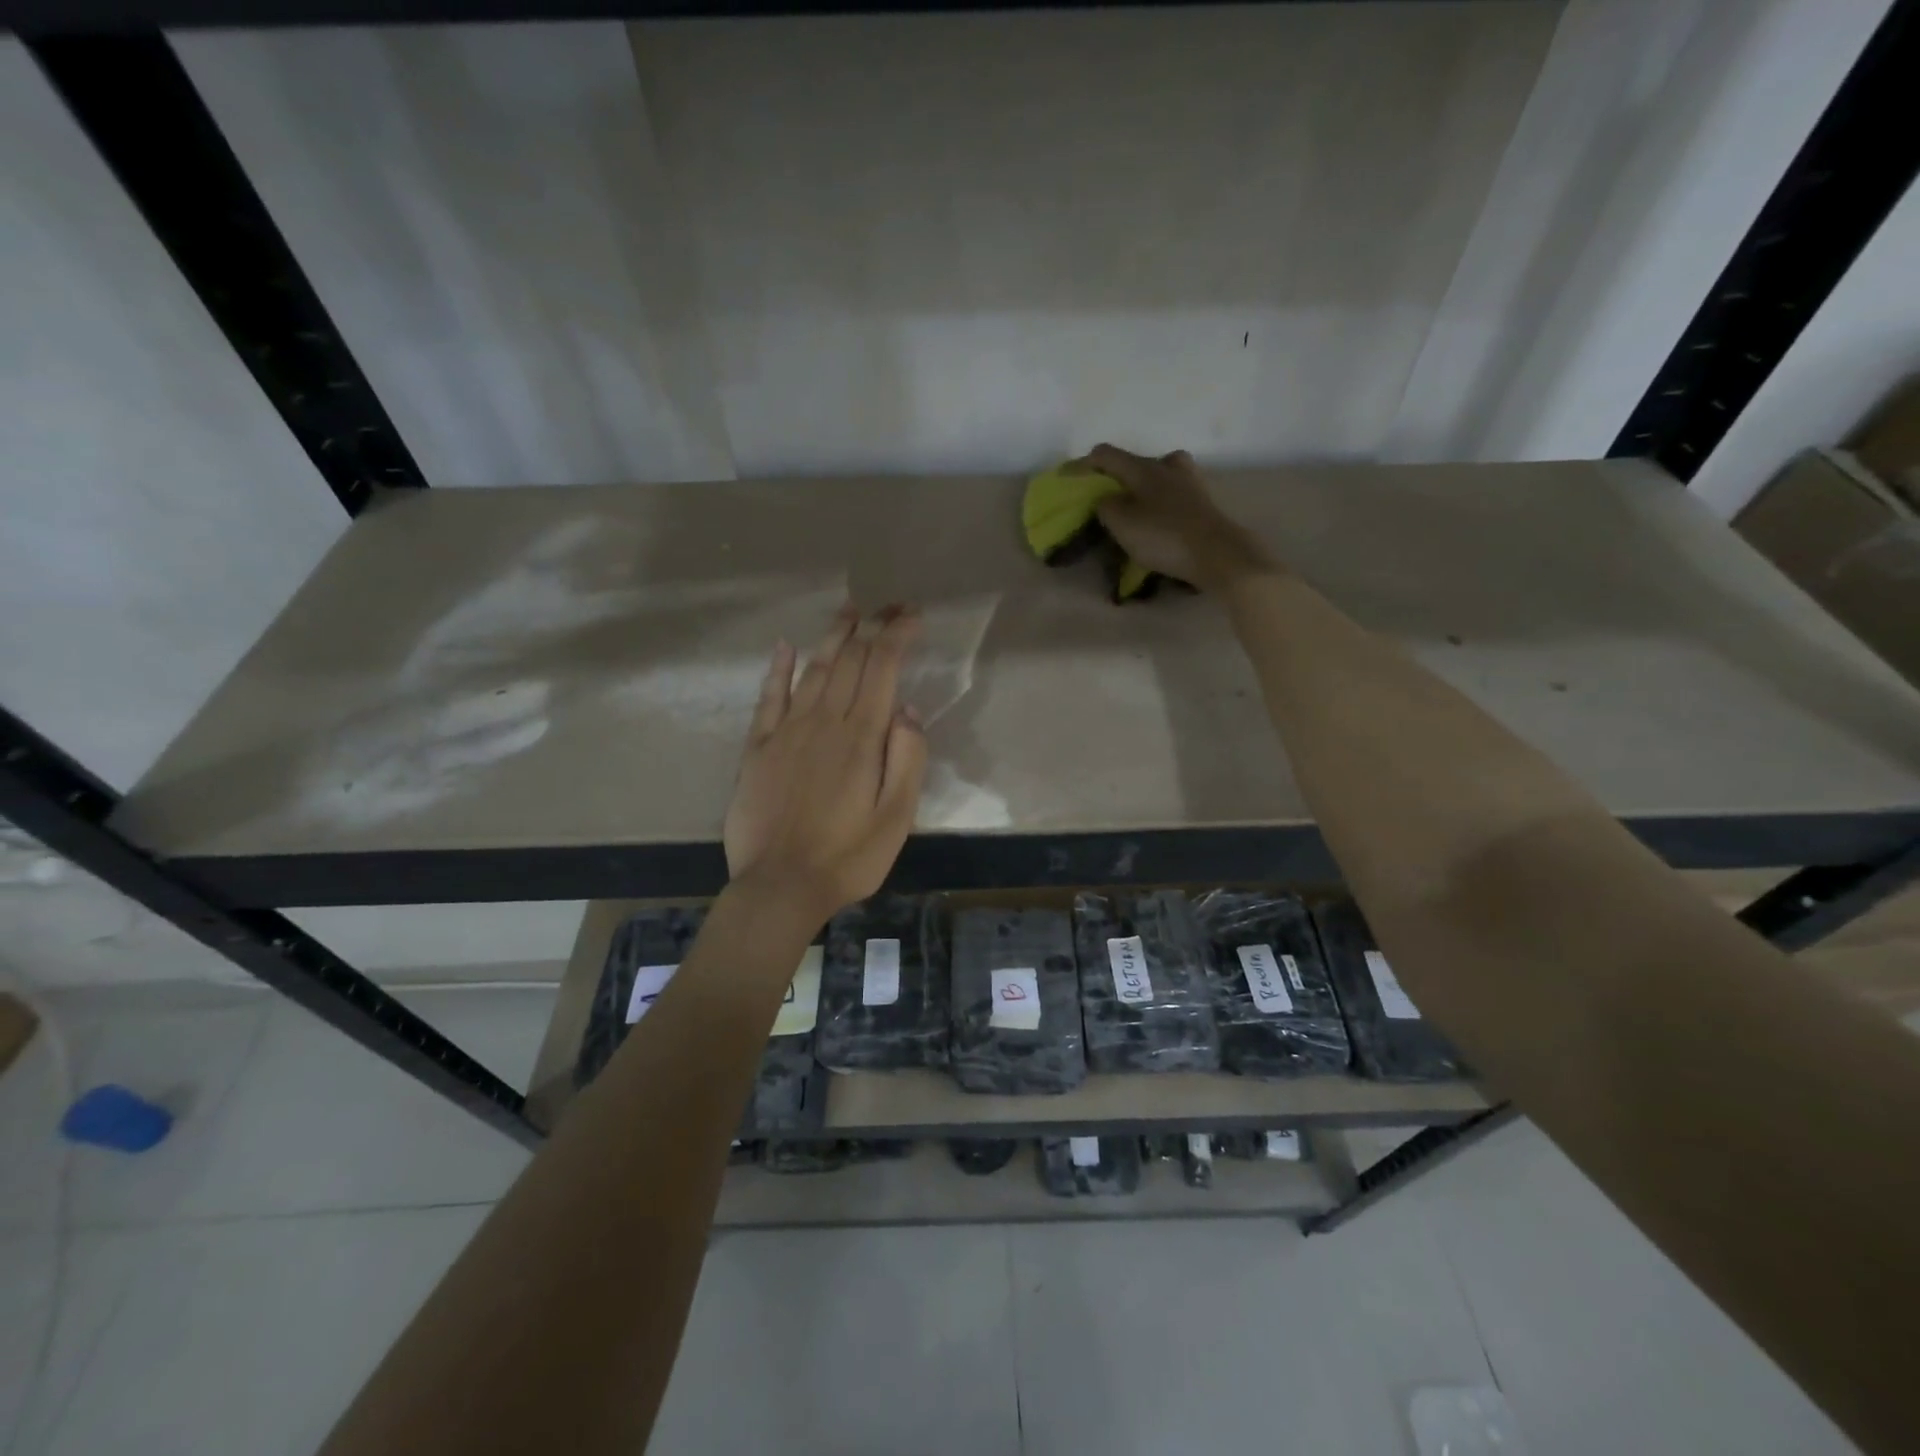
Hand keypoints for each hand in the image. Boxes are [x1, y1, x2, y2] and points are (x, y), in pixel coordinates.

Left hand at [723, 604, 928, 919]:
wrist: (779, 887)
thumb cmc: (848, 857)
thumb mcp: (897, 817)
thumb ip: (907, 759)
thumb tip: (906, 709)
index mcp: (862, 736)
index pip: (882, 667)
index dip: (898, 634)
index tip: (913, 615)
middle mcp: (824, 721)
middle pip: (850, 659)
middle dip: (872, 626)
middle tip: (889, 605)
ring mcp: (787, 731)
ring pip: (813, 669)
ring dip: (832, 637)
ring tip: (848, 611)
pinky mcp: (758, 748)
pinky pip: (769, 697)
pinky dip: (778, 669)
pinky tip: (784, 647)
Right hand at [1069, 444, 1275, 590]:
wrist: (1218, 554)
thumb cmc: (1164, 537)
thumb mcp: (1122, 524)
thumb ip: (1106, 507)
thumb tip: (1106, 499)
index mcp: (1143, 467)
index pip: (1105, 454)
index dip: (1083, 465)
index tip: (1068, 479)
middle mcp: (1167, 465)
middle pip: (1133, 463)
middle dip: (1114, 478)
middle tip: (1103, 499)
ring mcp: (1189, 480)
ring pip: (1155, 475)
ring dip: (1140, 487)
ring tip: (1132, 508)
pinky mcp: (1202, 499)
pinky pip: (1172, 492)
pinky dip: (1159, 500)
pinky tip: (1157, 517)